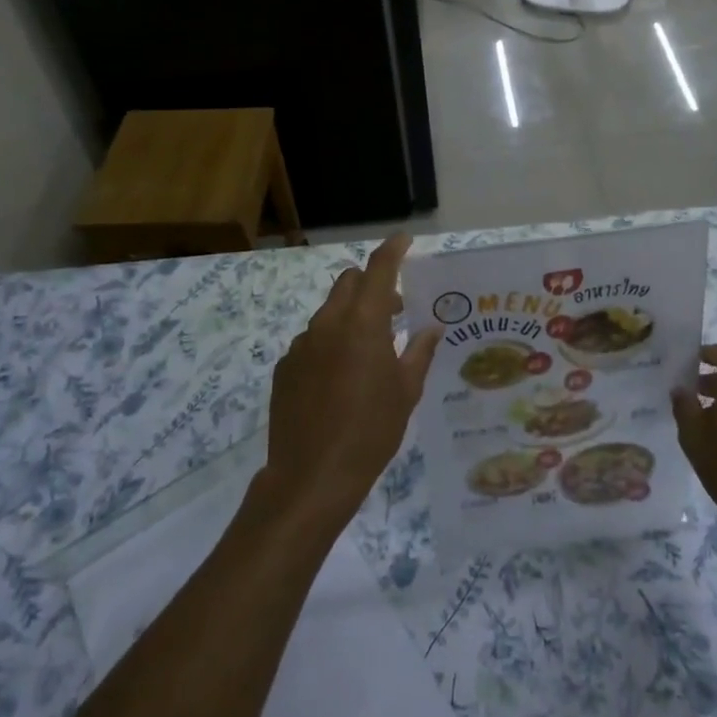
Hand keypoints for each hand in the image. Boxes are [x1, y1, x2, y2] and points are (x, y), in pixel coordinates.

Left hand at [261, 234, 442, 527]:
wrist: (311, 477)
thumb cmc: (371, 431)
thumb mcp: (406, 392)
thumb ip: (418, 351)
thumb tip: (431, 327)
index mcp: (362, 323)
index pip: (378, 269)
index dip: (392, 249)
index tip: (405, 240)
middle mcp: (328, 324)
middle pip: (349, 283)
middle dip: (372, 284)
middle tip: (393, 310)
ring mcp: (301, 344)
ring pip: (329, 312)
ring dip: (351, 316)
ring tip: (368, 352)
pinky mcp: (285, 367)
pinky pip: (312, 341)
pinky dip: (330, 344)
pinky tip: (339, 380)